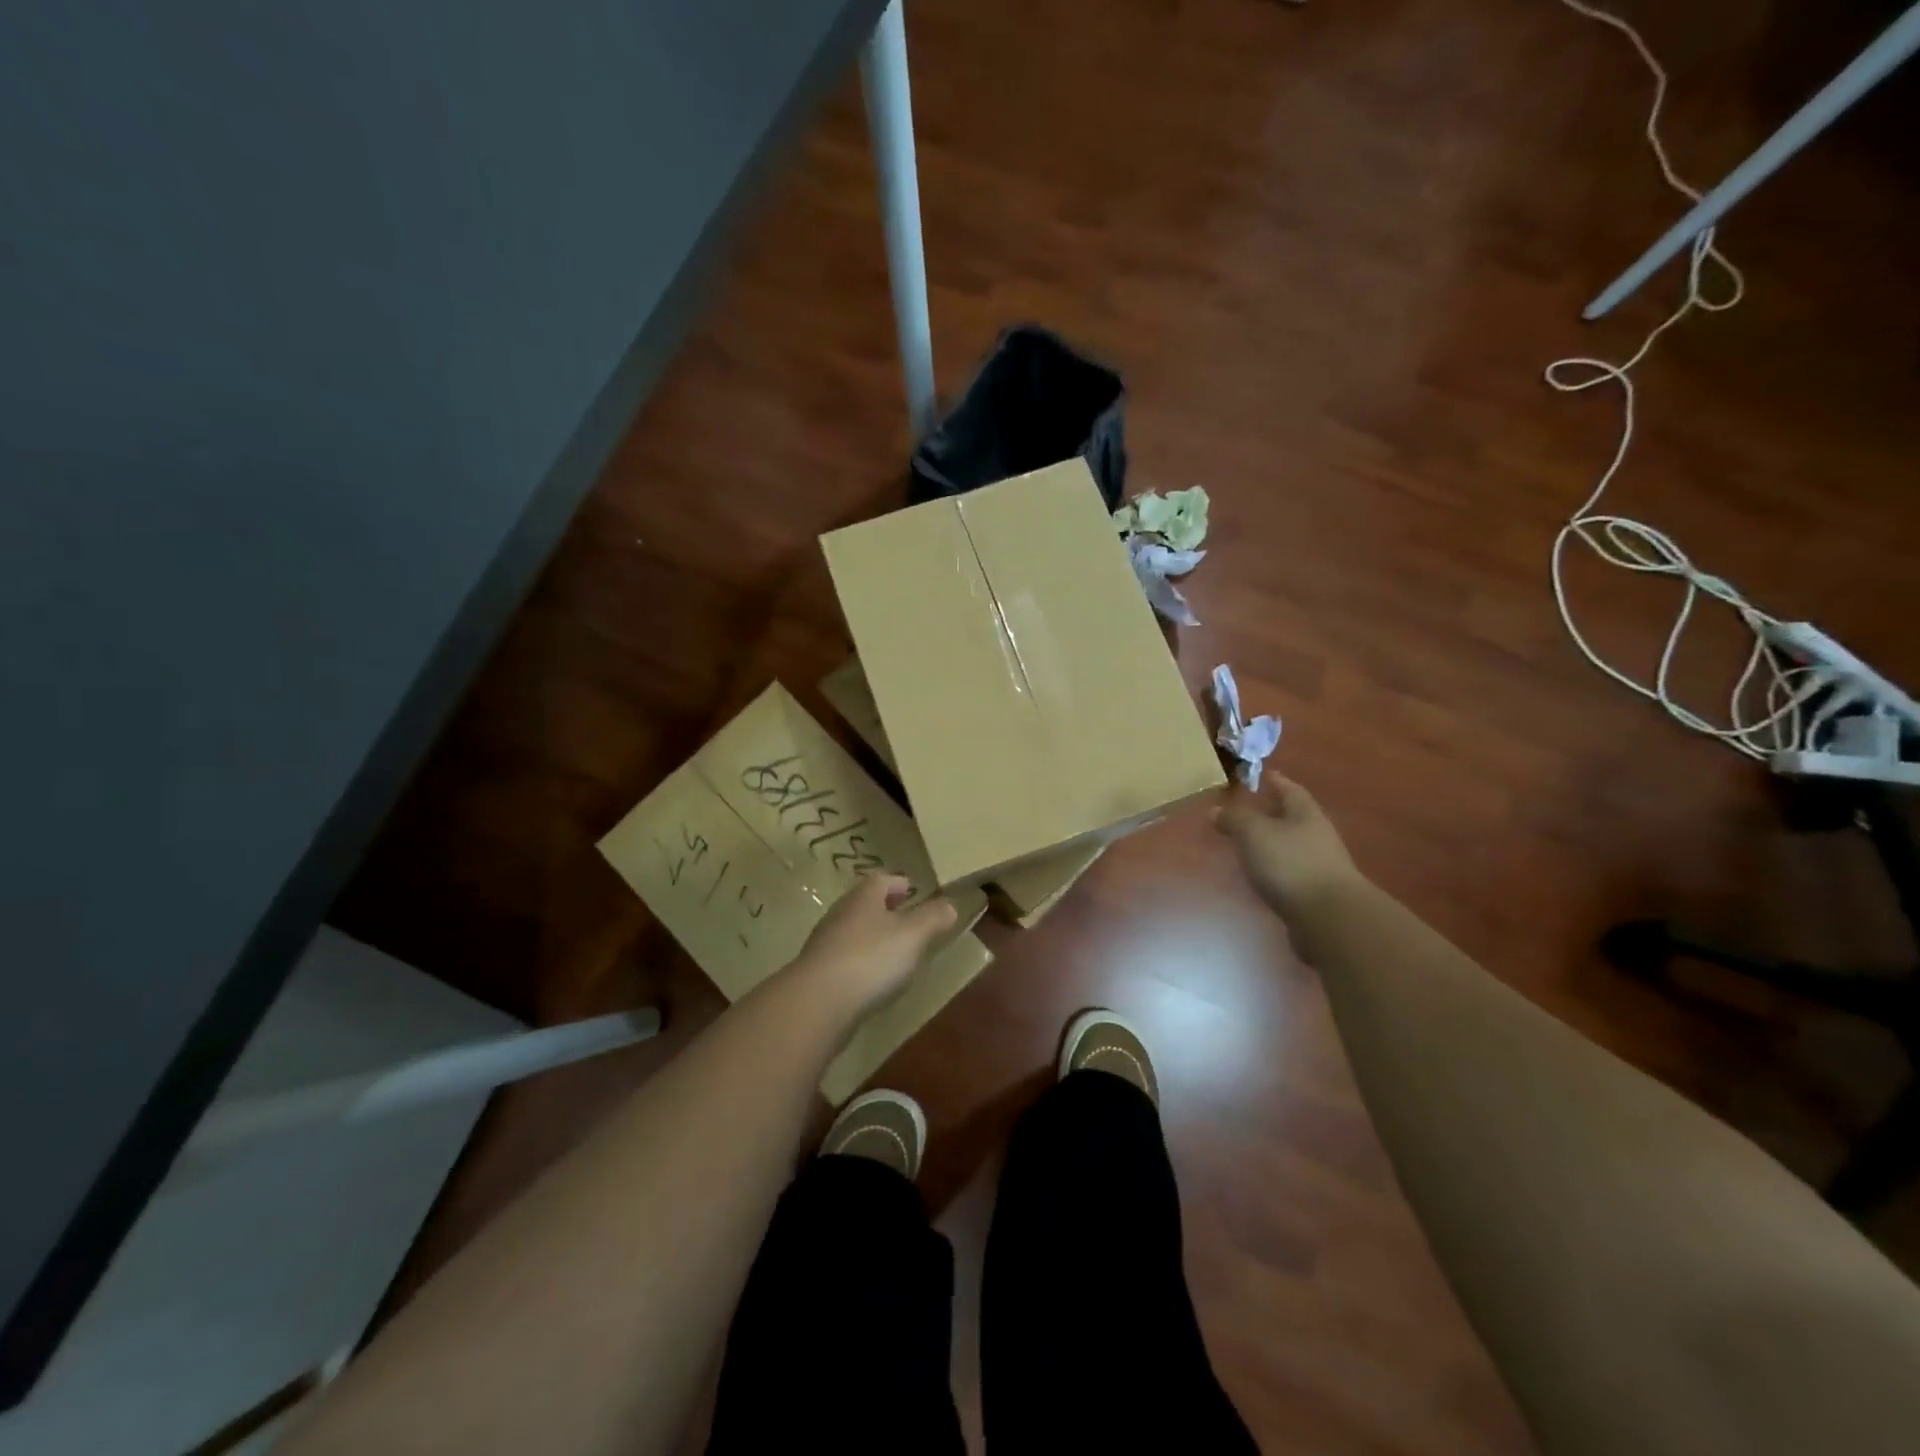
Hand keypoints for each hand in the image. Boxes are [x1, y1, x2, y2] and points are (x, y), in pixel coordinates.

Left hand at [788, 873, 958, 1020]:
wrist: (817, 1003)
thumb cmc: (871, 958)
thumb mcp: (914, 935)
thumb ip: (933, 917)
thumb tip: (950, 904)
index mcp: (864, 897)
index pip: (882, 879)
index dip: (899, 883)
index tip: (913, 890)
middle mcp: (841, 913)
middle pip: (865, 904)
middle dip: (886, 909)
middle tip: (908, 919)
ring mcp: (826, 944)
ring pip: (854, 931)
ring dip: (874, 937)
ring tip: (896, 951)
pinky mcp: (819, 973)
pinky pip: (846, 959)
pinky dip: (862, 963)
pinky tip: (875, 980)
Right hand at [1214, 777, 1364, 918]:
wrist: (1329, 918)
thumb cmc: (1290, 864)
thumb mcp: (1254, 833)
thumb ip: (1234, 818)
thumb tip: (1216, 810)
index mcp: (1305, 813)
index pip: (1289, 789)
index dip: (1274, 781)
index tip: (1259, 776)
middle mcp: (1316, 834)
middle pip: (1291, 817)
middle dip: (1269, 813)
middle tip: (1244, 811)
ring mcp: (1319, 865)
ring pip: (1289, 844)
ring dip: (1270, 842)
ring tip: (1244, 844)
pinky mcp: (1315, 892)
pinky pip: (1289, 870)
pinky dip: (1273, 868)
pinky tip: (1258, 875)